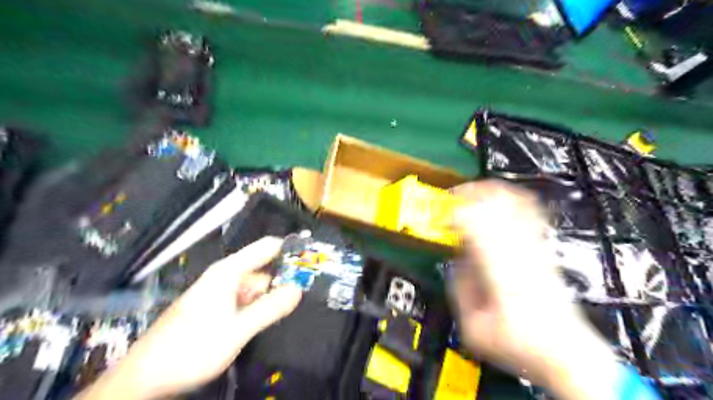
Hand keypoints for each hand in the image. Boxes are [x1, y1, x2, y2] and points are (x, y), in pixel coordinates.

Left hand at [78, 236, 299, 398]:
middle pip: (262, 269)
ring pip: (253, 287)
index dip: (289, 248)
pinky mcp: (214, 308)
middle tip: (306, 293)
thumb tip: (298, 289)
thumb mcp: (238, 330)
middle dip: (283, 279)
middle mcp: (224, 277)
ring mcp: (218, 293)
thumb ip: (270, 308)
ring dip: (270, 296)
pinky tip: (265, 320)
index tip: (311, 257)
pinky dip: (257, 306)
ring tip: (289, 308)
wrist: (144, 378)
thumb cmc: (192, 348)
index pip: (266, 247)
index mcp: (228, 272)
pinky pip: (243, 300)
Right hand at [454, 182, 622, 399]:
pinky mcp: (543, 248)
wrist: (566, 350)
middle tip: (449, 198)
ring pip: (512, 201)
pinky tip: (501, 198)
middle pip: (493, 203)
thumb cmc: (521, 342)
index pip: (473, 222)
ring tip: (470, 193)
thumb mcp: (473, 327)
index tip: (438, 218)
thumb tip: (455, 262)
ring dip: (487, 192)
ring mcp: (535, 246)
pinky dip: (513, 199)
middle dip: (467, 195)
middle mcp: (519, 251)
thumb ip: (459, 289)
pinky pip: (530, 212)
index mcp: (499, 268)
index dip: (451, 213)